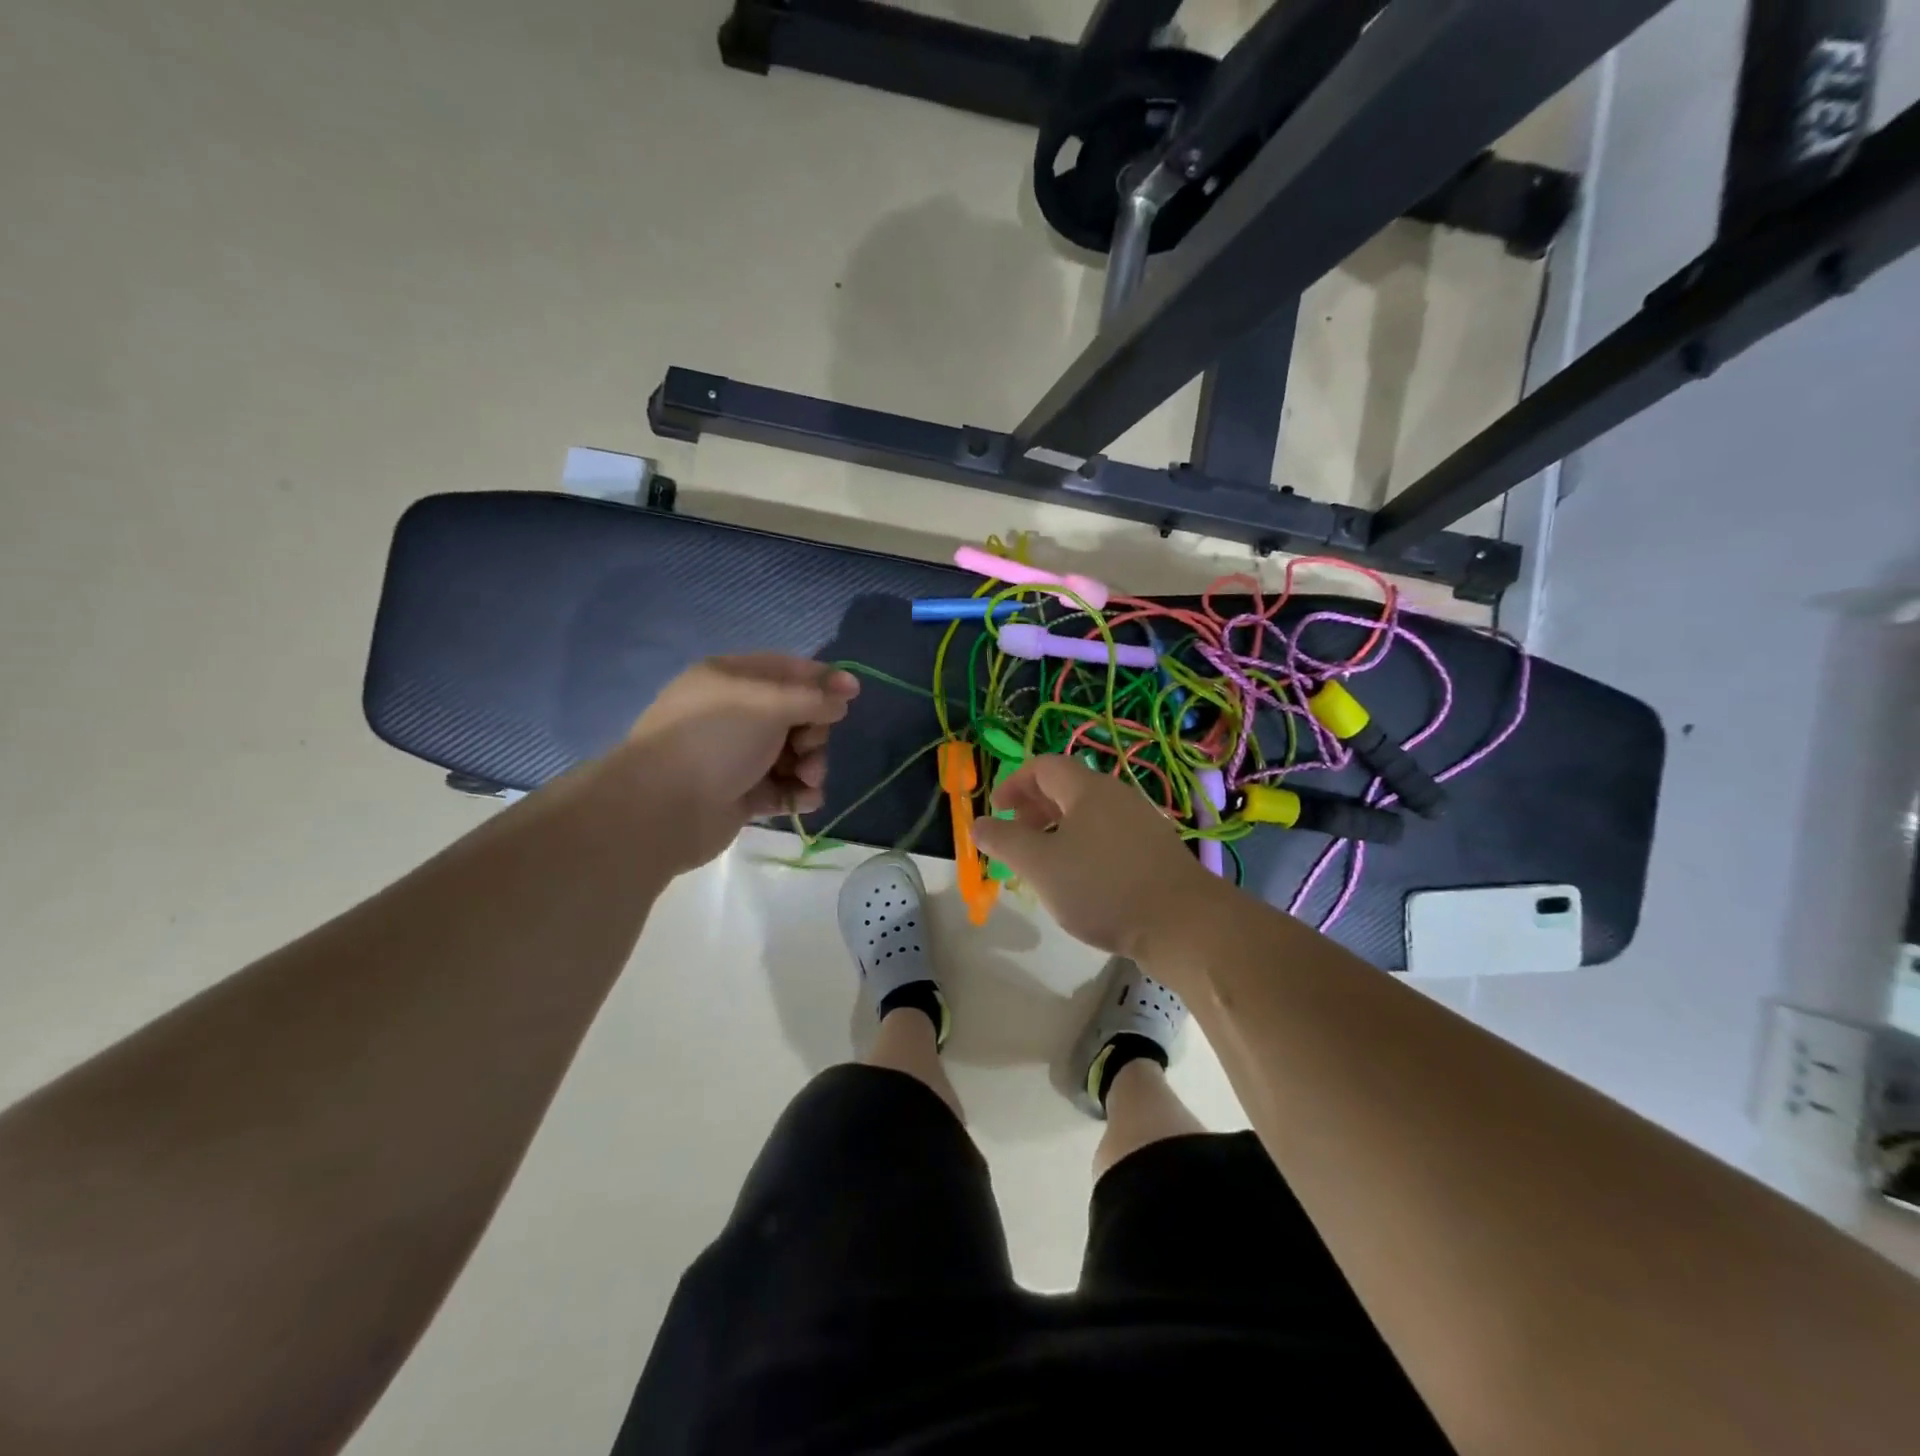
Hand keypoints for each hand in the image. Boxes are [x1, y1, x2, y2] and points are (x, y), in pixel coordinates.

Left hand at [622, 655, 859, 871]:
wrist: (662, 809)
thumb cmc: (715, 741)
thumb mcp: (769, 705)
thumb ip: (814, 698)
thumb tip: (846, 694)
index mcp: (732, 680)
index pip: (787, 670)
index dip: (822, 680)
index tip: (853, 696)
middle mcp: (735, 714)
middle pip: (796, 715)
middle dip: (815, 732)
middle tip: (811, 747)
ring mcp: (737, 756)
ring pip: (793, 754)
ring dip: (811, 765)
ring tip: (808, 779)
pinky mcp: (741, 794)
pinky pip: (783, 787)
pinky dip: (799, 792)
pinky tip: (806, 800)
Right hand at [973, 755, 1227, 967]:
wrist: (1182, 923)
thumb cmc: (1103, 887)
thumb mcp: (1041, 865)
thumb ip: (1005, 841)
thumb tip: (978, 824)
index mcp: (1087, 789)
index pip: (1044, 766)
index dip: (1014, 783)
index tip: (997, 810)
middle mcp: (1116, 795)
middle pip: (1067, 787)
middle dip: (1034, 807)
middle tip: (1016, 836)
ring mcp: (1141, 821)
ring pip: (1088, 813)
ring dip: (1058, 828)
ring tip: (1043, 861)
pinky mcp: (1155, 849)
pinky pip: (1108, 834)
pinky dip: (1083, 844)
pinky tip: (1081, 879)